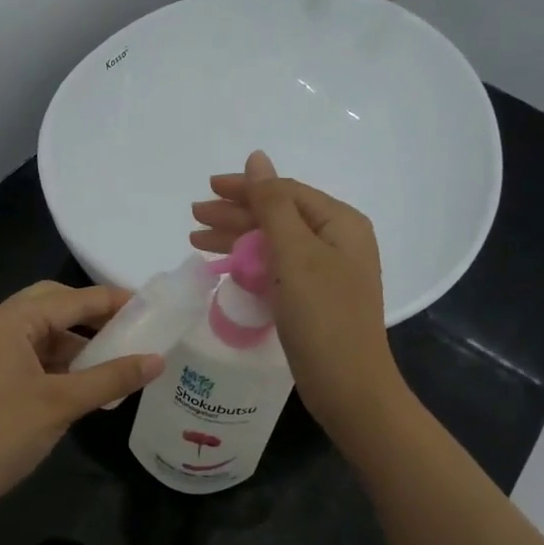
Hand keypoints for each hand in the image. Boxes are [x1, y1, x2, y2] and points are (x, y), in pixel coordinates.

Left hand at [0, 282, 162, 519]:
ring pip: (42, 332)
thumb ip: (112, 377)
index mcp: (9, 320)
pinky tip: (86, 381)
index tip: (152, 305)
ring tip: (116, 359)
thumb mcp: (63, 403)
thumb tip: (158, 360)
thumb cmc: (2, 434)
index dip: (112, 301)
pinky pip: (31, 355)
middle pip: (53, 305)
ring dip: (76, 342)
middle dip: (92, 316)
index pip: (71, 299)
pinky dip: (59, 362)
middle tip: (131, 327)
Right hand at [191, 152, 404, 438]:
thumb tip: (258, 158)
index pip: (285, 192)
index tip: (206, 190)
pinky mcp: (314, 299)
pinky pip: (277, 269)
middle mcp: (337, 242)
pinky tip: (225, 267)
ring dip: (236, 239)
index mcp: (340, 223)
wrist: (349, 387)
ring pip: (274, 243)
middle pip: (278, 216)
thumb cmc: (323, 317)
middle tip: (194, 218)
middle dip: (235, 215)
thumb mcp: (295, 254)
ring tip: (196, 240)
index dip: (245, 189)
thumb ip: (273, 205)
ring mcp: (326, 272)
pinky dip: (249, 264)